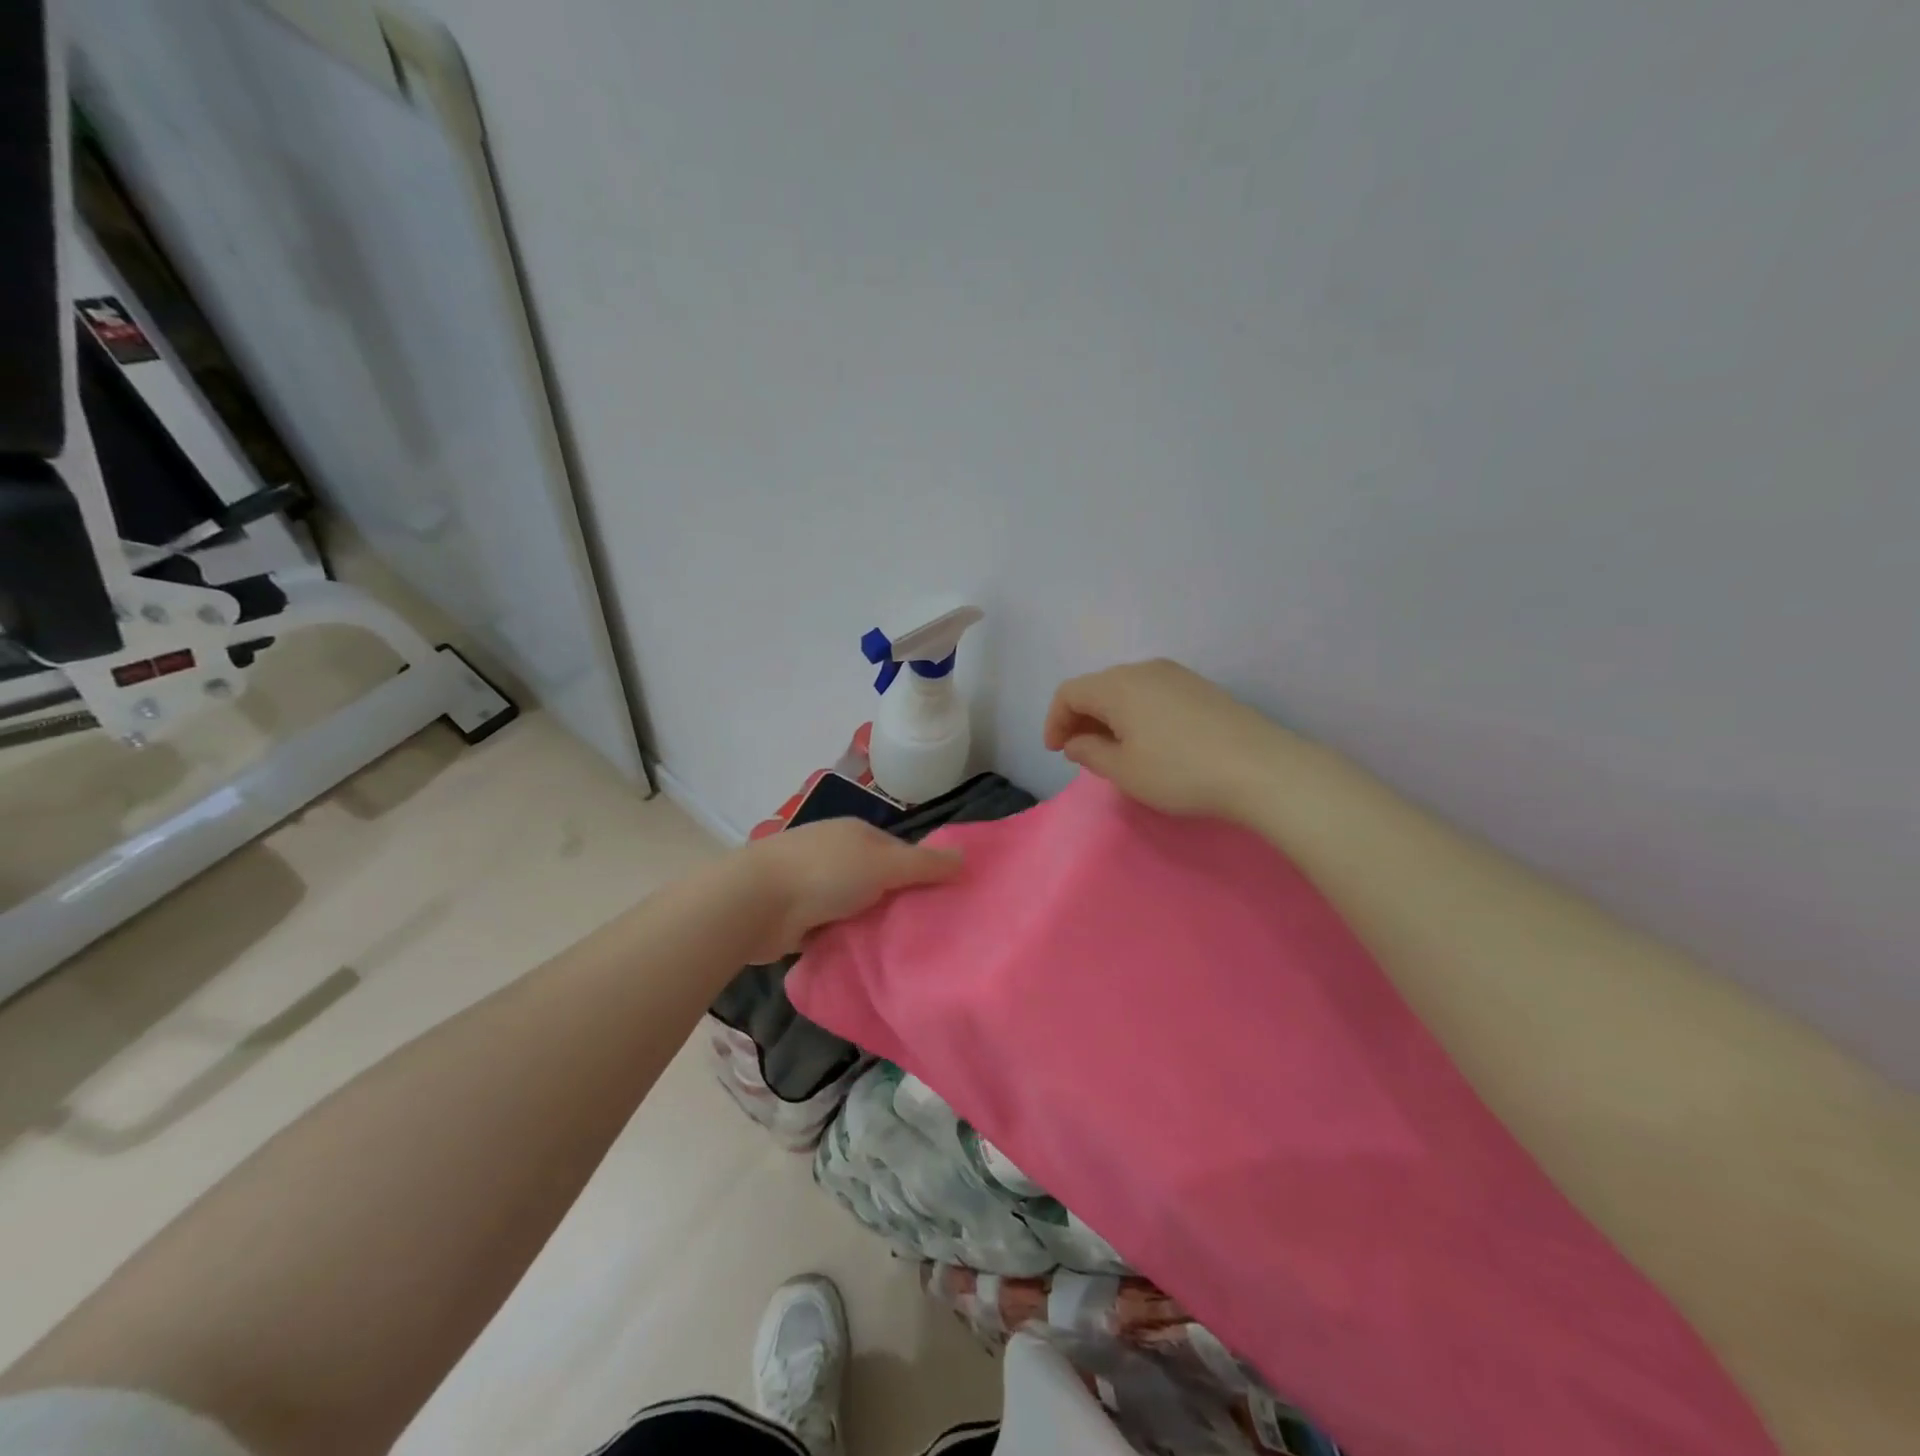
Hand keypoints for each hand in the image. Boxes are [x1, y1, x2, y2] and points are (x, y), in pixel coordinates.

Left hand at [738, 817, 962, 960]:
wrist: (755, 904)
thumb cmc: (825, 874)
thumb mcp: (884, 864)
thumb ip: (924, 864)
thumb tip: (965, 857)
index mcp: (855, 833)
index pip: (900, 851)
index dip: (921, 873)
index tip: (942, 903)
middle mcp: (835, 853)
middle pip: (878, 879)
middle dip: (896, 902)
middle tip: (926, 932)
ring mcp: (813, 884)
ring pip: (856, 906)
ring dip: (870, 924)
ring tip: (900, 951)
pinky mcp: (797, 915)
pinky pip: (833, 928)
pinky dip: (845, 940)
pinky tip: (864, 959)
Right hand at [1043, 658, 1289, 821]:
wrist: (1262, 769)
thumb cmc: (1180, 772)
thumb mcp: (1124, 771)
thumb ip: (1090, 752)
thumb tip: (1076, 741)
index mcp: (1118, 685)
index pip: (1069, 693)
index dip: (1055, 721)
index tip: (1057, 753)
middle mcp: (1145, 669)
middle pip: (1098, 687)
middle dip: (1081, 718)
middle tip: (1081, 753)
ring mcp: (1177, 675)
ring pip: (1127, 690)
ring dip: (1109, 717)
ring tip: (1114, 751)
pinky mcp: (1201, 688)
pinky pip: (1153, 694)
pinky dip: (1136, 714)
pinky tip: (1149, 742)